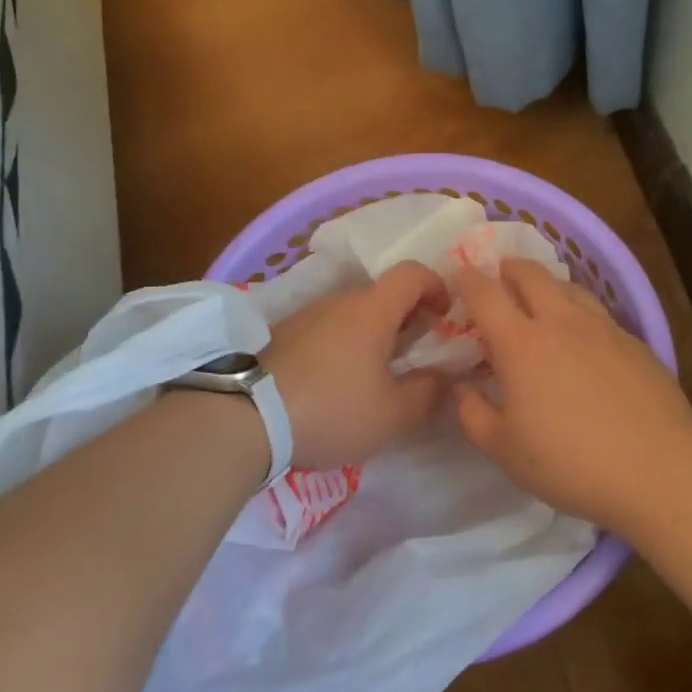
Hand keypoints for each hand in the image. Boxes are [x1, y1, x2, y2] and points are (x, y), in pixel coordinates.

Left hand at [263, 261, 452, 468]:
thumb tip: (445, 378)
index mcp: (372, 310)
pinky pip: (326, 329)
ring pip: (352, 313)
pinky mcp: (281, 336)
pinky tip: (338, 382)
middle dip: (407, 317)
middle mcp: (338, 301)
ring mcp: (306, 316)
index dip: (436, 286)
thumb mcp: (392, 414)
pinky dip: (344, 345)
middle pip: (382, 295)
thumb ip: (428, 393)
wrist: (245, 418)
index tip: (446, 315)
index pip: (412, 273)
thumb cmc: (331, 408)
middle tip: (417, 352)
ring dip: (373, 333)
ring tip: (377, 373)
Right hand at [455, 261, 691, 531]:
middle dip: (510, 267)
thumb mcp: (504, 450)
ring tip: (542, 297)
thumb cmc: (570, 462)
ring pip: (570, 288)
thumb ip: (473, 415)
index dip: (469, 279)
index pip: (486, 294)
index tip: (461, 273)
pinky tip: (584, 337)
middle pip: (532, 275)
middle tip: (500, 273)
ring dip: (548, 284)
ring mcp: (603, 328)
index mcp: (521, 344)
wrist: (657, 469)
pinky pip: (599, 313)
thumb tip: (460, 389)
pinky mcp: (635, 342)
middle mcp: (561, 322)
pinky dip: (580, 312)